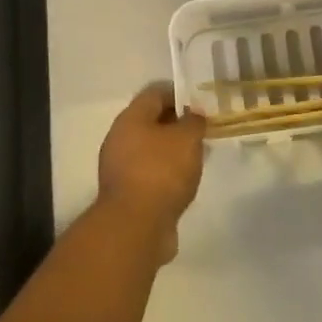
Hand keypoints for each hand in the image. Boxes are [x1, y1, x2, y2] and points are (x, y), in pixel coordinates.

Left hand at [96, 83, 205, 262]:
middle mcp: (119, 139)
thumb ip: (194, 122)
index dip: (179, 94)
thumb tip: (193, 116)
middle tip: (201, 131)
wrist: (135, 227)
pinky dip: (166, 174)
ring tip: (197, 158)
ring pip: (150, 149)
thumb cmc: (161, 172)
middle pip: (151, 121)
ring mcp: (120, 168)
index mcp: (130, 118)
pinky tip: (184, 182)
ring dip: (172, 151)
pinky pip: (149, 173)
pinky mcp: (125, 194)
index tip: (200, 104)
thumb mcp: (187, 139)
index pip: (155, 93)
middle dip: (177, 124)